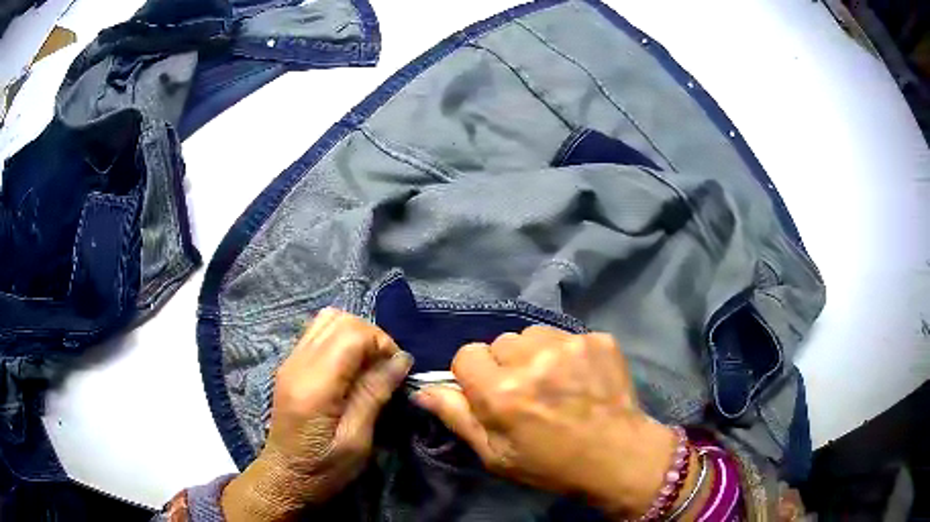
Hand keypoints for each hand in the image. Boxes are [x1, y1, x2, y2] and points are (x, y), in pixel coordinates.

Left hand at [222, 308, 412, 521]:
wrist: (285, 476)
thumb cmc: (324, 468)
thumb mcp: (357, 441)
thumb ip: (375, 395)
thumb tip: (401, 360)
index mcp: (315, 385)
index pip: (351, 334)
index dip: (381, 343)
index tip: (397, 370)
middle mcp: (298, 363)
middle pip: (339, 319)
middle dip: (371, 335)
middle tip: (385, 367)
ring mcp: (290, 360)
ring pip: (327, 319)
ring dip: (355, 334)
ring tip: (368, 365)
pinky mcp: (290, 364)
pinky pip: (318, 332)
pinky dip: (340, 339)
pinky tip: (349, 367)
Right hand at [414, 327, 679, 516]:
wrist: (617, 456)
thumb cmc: (550, 464)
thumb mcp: (495, 454)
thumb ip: (457, 417)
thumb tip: (422, 389)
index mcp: (501, 392)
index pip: (466, 354)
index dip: (474, 376)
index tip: (489, 394)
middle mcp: (532, 360)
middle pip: (500, 342)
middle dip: (505, 364)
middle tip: (525, 392)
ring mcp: (570, 345)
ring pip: (532, 335)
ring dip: (534, 354)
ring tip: (553, 381)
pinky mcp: (598, 339)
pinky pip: (566, 336)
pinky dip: (566, 353)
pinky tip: (580, 377)